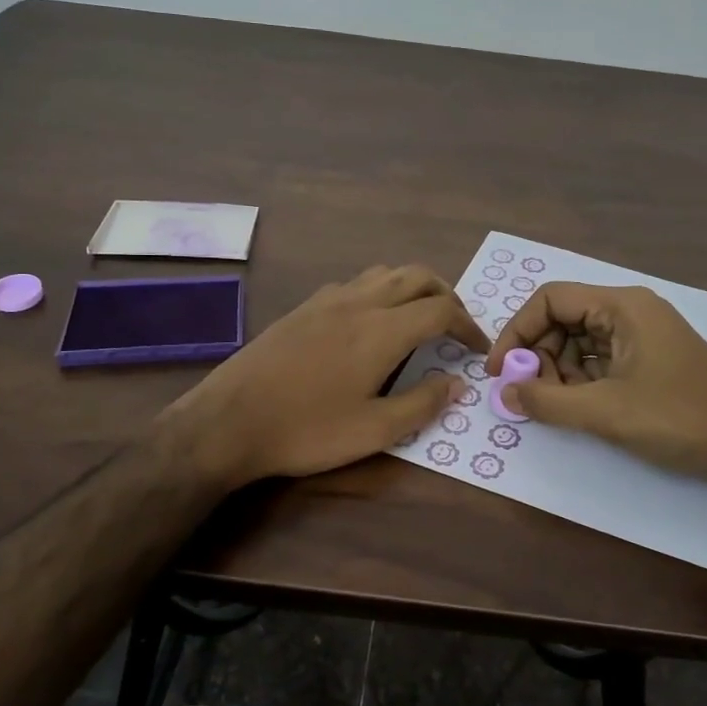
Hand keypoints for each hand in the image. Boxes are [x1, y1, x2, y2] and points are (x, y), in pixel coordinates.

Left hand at [165, 265, 486, 486]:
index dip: (468, 326)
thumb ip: (422, 404)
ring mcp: (327, 300)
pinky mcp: (304, 307)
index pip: (441, 310)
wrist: (229, 421)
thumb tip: (457, 384)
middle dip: (446, 296)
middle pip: (417, 276)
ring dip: (413, 288)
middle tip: (455, 327)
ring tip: (419, 319)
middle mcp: (359, 303)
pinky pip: (356, 283)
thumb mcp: (374, 431)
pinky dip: (380, 291)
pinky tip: (371, 322)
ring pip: (384, 273)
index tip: (477, 349)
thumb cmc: (307, 430)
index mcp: (381, 330)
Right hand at [487, 283, 706, 489]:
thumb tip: (504, 393)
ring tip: (555, 406)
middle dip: (538, 355)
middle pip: (564, 319)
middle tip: (529, 395)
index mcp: (622, 306)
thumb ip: (546, 401)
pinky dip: (582, 380)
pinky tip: (579, 408)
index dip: (517, 331)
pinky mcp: (651, 360)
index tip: (500, 371)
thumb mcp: (604, 412)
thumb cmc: (678, 420)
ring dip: (558, 371)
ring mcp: (644, 336)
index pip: (550, 299)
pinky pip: (602, 359)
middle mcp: (631, 311)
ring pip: (581, 342)